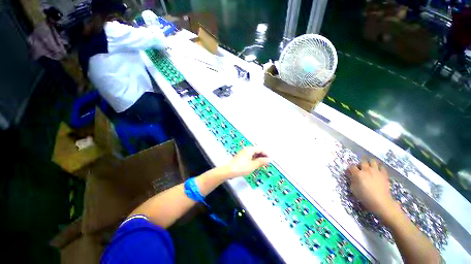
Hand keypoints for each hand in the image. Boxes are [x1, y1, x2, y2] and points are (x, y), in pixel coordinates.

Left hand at [226, 147, 269, 178]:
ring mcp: (244, 152)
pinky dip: (254, 159)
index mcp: (250, 149)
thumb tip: (268, 159)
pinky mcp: (242, 156)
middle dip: (263, 156)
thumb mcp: (253, 165)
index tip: (269, 160)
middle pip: (257, 150)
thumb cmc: (241, 168)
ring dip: (259, 158)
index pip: (261, 149)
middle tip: (266, 163)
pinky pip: (250, 155)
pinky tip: (256, 164)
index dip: (266, 154)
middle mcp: (247, 149)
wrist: (229, 171)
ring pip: (254, 153)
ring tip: (262, 164)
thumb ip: (261, 162)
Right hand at [347, 159, 399, 222]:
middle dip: (360, 164)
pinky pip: (381, 167)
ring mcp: (376, 171)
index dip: (350, 169)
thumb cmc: (365, 197)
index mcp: (358, 174)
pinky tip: (377, 171)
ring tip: (369, 167)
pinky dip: (379, 167)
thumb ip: (352, 180)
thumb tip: (352, 176)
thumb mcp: (354, 189)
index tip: (350, 172)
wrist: (381, 202)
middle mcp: (366, 170)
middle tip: (360, 169)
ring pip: (372, 161)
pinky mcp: (384, 174)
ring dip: (369, 163)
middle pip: (362, 161)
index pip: (351, 166)